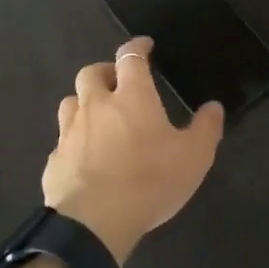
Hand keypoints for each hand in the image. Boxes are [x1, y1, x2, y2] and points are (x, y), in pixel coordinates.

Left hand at [42, 37, 225, 263]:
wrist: (93, 222)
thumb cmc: (149, 181)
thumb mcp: (193, 157)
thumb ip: (206, 129)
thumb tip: (214, 107)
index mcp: (131, 97)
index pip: (130, 58)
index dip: (137, 47)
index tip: (144, 45)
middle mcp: (96, 105)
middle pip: (91, 73)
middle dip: (104, 72)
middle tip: (117, 82)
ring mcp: (70, 131)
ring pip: (71, 102)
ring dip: (84, 102)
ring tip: (98, 116)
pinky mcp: (54, 159)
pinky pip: (63, 140)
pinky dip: (74, 140)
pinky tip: (84, 156)